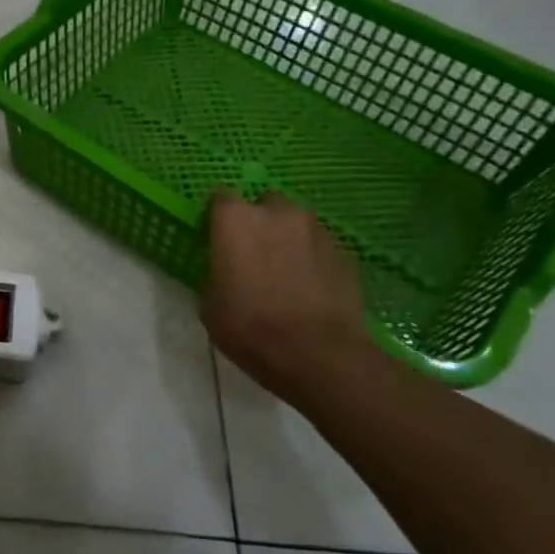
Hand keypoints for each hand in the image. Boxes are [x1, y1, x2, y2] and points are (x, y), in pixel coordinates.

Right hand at [202, 191, 375, 402]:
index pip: (220, 198)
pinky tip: (309, 288)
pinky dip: (312, 259)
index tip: (217, 239)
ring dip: (288, 239)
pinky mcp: (344, 251)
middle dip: (258, 223)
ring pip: (295, 223)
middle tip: (253, 255)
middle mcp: (276, 212)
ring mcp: (315, 229)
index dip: (218, 218)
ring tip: (285, 273)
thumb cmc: (251, 328)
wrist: (320, 355)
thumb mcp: (211, 306)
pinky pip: (319, 246)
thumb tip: (225, 273)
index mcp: (236, 220)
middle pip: (263, 204)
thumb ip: (216, 275)